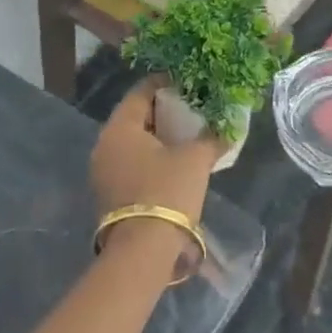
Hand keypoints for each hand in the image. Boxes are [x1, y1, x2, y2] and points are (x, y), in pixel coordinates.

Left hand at [90, 77, 223, 261]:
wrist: (143, 250)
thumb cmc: (167, 191)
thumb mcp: (195, 159)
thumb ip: (211, 137)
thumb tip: (228, 128)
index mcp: (119, 128)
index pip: (141, 92)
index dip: (166, 83)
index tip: (189, 82)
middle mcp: (104, 144)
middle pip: (135, 116)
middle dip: (164, 111)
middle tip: (192, 107)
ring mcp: (103, 171)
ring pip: (133, 141)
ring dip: (158, 136)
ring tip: (188, 134)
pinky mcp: (109, 193)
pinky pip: (132, 162)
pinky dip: (151, 156)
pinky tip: (174, 161)